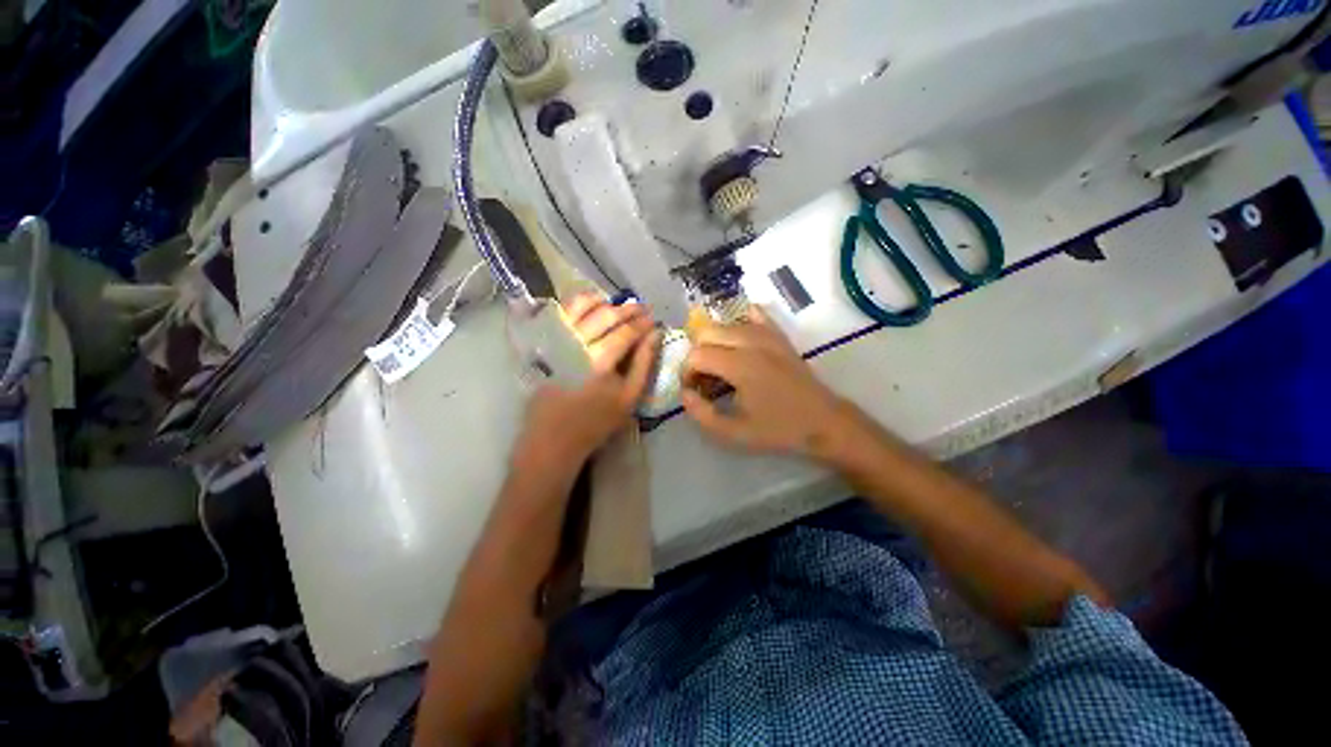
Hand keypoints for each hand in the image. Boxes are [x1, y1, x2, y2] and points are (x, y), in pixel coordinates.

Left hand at [513, 295, 659, 470]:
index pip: (627, 332)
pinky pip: (562, 311)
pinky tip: (593, 306)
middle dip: (629, 308)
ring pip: (582, 306)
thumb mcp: (629, 397)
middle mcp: (576, 345)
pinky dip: (580, 303)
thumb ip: (644, 363)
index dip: (643, 323)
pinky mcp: (544, 341)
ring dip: (604, 301)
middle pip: (607, 315)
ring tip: (618, 305)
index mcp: (600, 363)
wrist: (553, 435)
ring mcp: (556, 340)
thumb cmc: (596, 420)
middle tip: (642, 308)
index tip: (654, 319)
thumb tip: (655, 334)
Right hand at [681, 308, 860, 458]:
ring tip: (722, 367)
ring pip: (725, 324)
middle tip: (706, 379)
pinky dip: (739, 323)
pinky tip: (739, 343)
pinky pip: (753, 314)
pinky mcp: (778, 335)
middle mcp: (751, 341)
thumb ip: (702, 414)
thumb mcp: (734, 433)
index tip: (694, 391)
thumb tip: (685, 393)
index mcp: (740, 365)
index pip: (697, 354)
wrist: (823, 421)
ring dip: (714, 343)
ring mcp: (767, 334)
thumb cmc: (778, 429)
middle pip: (706, 332)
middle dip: (697, 354)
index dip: (687, 372)